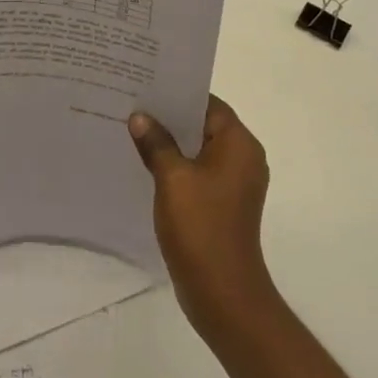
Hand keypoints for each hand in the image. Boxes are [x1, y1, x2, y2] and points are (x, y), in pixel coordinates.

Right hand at [129, 95, 274, 333]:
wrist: (222, 292)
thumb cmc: (201, 226)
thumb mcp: (172, 178)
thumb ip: (156, 142)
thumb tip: (140, 117)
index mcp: (239, 144)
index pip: (208, 103)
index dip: (178, 93)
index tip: (147, 84)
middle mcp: (243, 158)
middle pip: (204, 124)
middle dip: (170, 116)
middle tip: (133, 103)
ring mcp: (235, 183)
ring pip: (199, 149)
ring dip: (171, 142)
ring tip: (134, 130)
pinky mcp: (224, 203)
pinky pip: (199, 171)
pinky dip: (177, 165)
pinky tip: (146, 164)